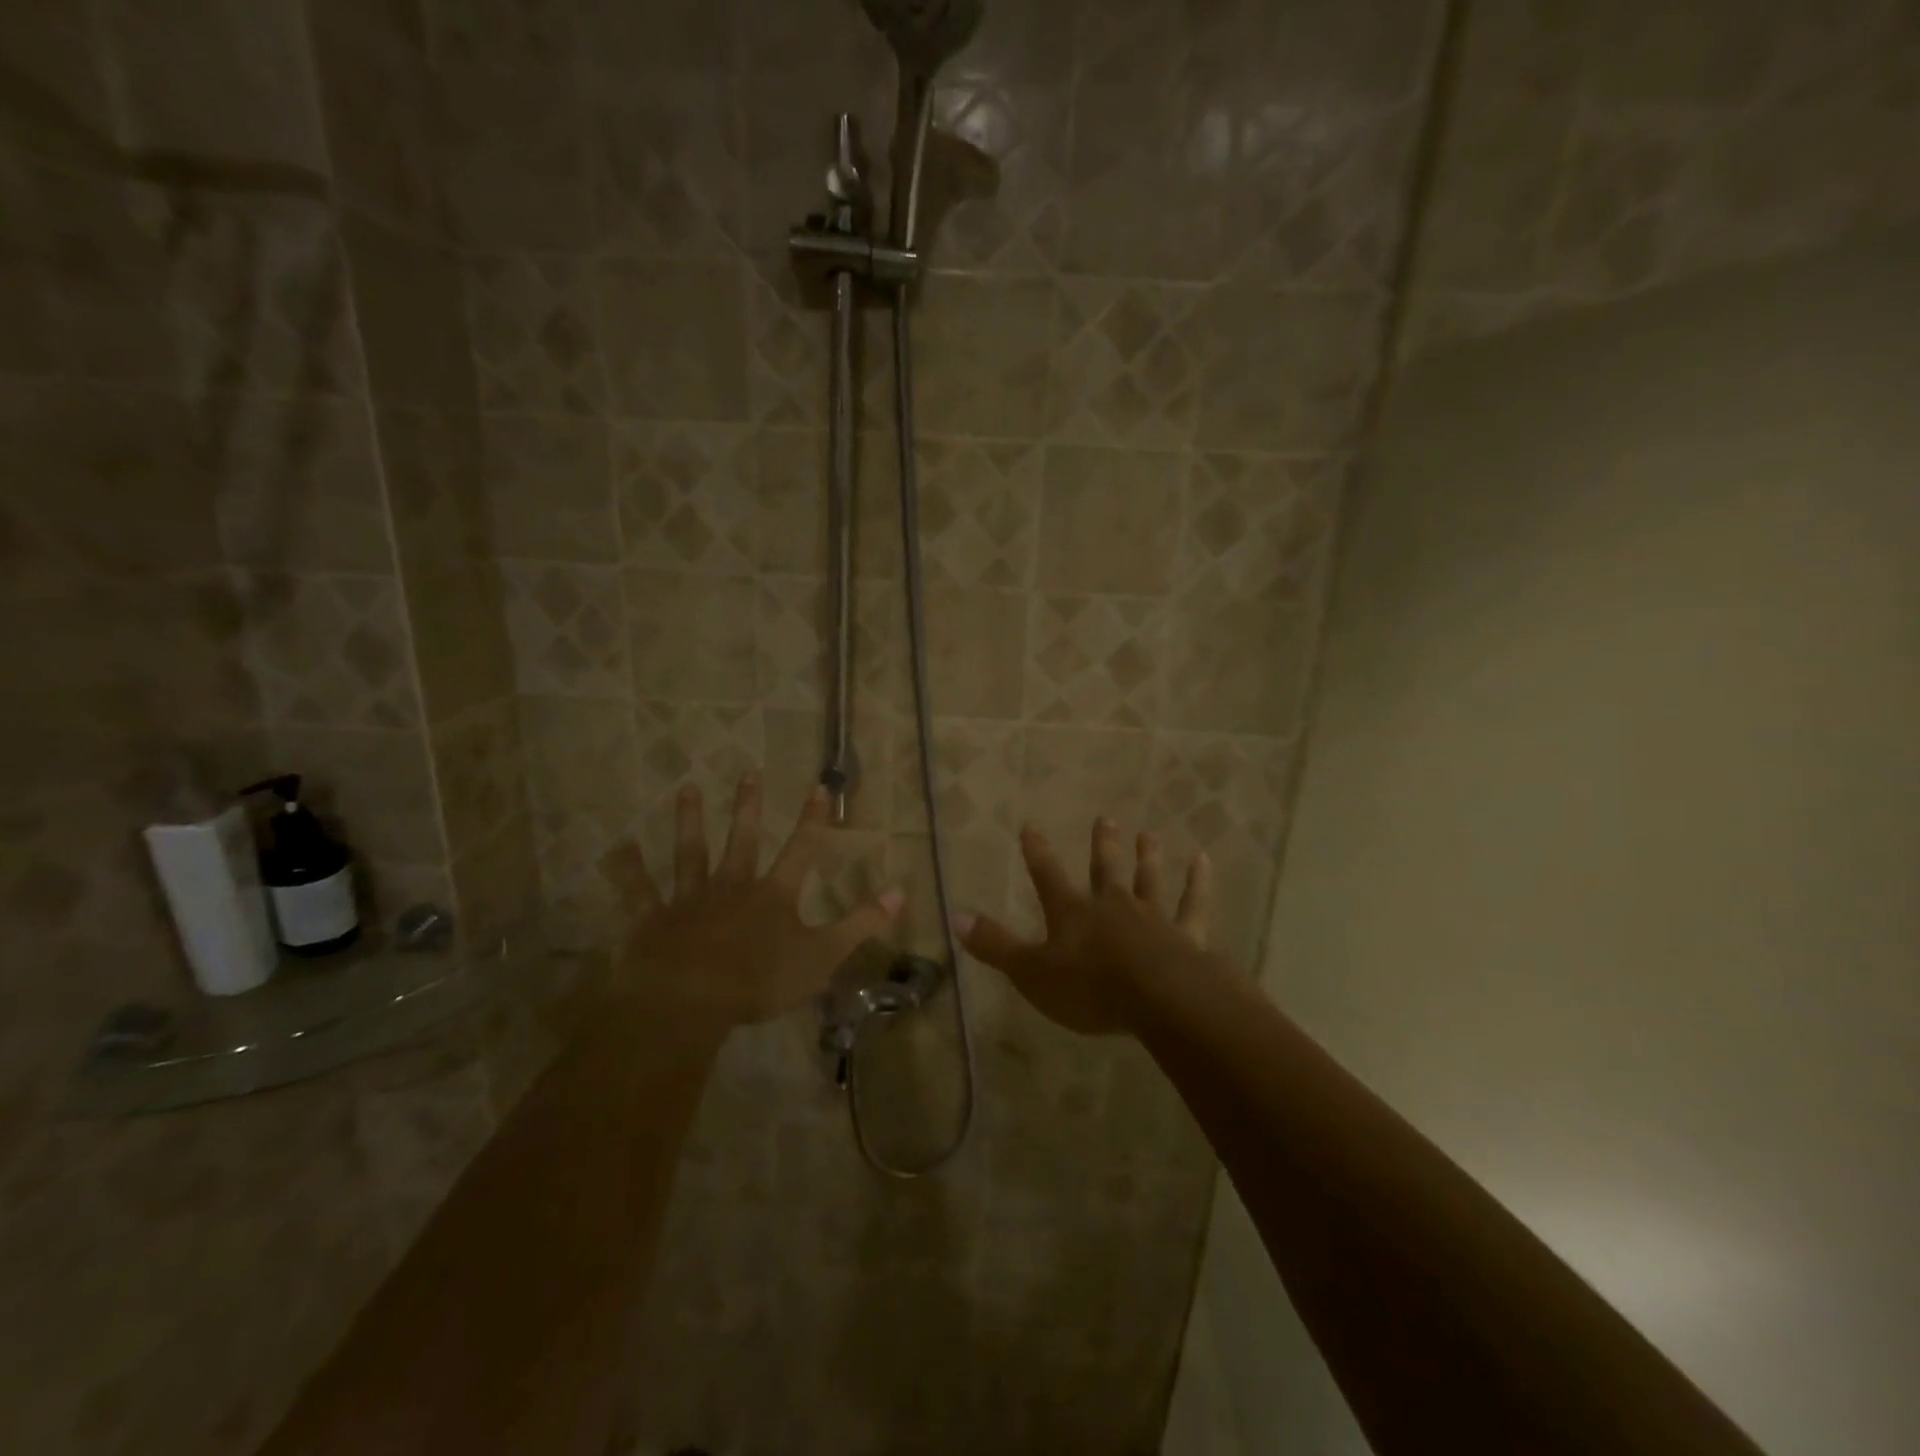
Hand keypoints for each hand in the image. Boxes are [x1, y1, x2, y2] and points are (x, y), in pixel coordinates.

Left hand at [598, 774, 902, 1032]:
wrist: (691, 1000)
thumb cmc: (761, 981)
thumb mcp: (823, 956)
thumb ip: (860, 924)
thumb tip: (901, 892)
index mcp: (774, 896)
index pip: (801, 850)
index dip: (812, 819)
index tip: (818, 785)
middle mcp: (733, 886)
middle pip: (742, 840)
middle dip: (748, 807)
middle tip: (749, 773)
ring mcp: (690, 900)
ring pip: (690, 854)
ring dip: (690, 822)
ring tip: (688, 790)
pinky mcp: (654, 919)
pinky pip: (638, 890)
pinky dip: (627, 869)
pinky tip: (617, 847)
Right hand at [957, 819, 1211, 1035]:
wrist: (1161, 1001)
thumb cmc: (1091, 989)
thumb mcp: (1032, 973)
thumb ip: (996, 946)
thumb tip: (955, 917)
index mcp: (1073, 914)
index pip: (1047, 876)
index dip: (1037, 852)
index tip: (1030, 826)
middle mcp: (1112, 906)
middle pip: (1105, 869)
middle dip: (1102, 845)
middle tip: (1105, 818)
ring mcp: (1152, 918)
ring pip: (1148, 880)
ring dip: (1147, 857)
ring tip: (1148, 834)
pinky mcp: (1187, 936)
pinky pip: (1194, 904)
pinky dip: (1198, 883)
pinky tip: (1202, 861)